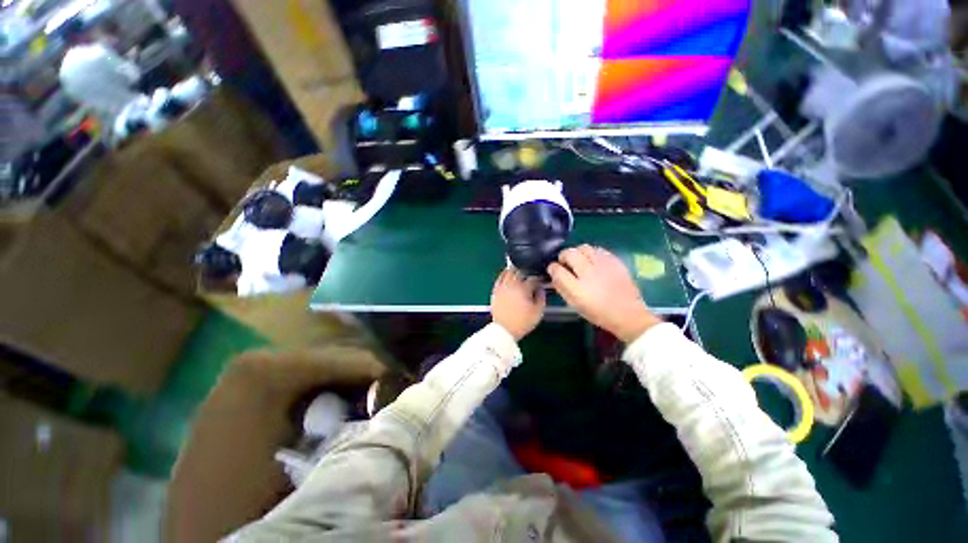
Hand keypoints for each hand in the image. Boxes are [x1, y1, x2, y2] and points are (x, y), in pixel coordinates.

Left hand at [491, 269, 545, 340]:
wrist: (504, 330)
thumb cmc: (522, 322)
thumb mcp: (538, 312)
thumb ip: (542, 298)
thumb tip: (541, 289)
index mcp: (524, 289)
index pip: (533, 278)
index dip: (539, 278)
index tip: (542, 280)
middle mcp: (512, 284)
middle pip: (520, 271)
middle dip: (527, 271)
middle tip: (531, 273)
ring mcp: (502, 287)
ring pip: (508, 272)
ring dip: (515, 270)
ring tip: (520, 271)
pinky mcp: (495, 290)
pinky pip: (499, 278)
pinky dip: (504, 274)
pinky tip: (507, 274)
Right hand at [548, 245, 661, 342]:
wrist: (628, 314)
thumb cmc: (598, 313)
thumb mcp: (575, 304)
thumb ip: (562, 287)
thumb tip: (554, 273)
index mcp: (577, 289)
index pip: (557, 269)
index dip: (552, 268)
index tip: (553, 269)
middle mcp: (589, 273)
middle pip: (569, 253)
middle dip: (563, 256)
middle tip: (565, 263)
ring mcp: (603, 265)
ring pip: (583, 247)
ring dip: (577, 252)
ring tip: (579, 261)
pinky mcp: (615, 261)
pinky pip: (598, 249)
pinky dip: (591, 253)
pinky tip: (593, 262)